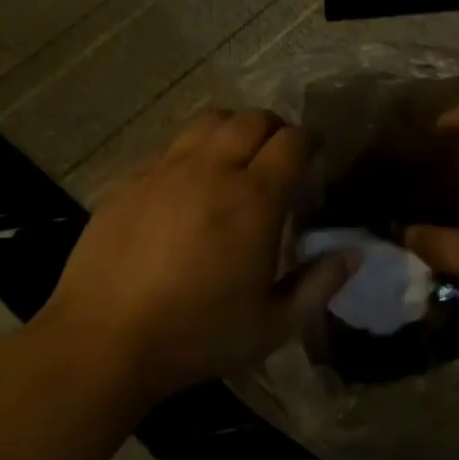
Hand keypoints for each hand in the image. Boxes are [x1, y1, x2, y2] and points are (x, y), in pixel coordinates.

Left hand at [39, 110, 352, 398]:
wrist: (104, 340)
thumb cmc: (197, 335)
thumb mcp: (274, 324)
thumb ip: (320, 284)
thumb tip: (354, 252)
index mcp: (255, 198)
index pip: (292, 142)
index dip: (310, 141)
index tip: (315, 154)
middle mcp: (212, 170)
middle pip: (251, 119)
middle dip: (274, 129)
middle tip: (279, 154)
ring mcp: (165, 170)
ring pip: (208, 122)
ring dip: (232, 130)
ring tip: (235, 157)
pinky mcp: (129, 180)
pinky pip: (170, 147)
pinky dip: (191, 152)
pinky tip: (188, 185)